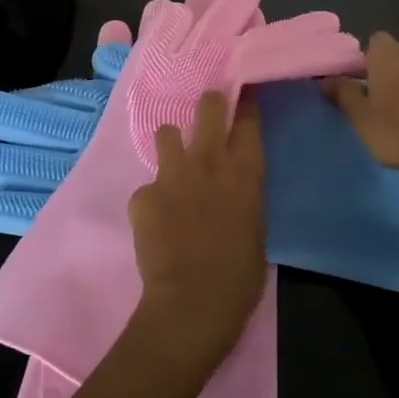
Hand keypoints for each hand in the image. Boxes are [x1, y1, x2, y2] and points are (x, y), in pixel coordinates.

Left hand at [126, 91, 266, 372]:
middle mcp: (209, 162)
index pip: (248, 120)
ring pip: (166, 132)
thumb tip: (232, 191)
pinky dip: (152, 199)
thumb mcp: (256, 228)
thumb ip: (243, 197)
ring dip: (172, 145)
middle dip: (209, 103)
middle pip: (208, 107)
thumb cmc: (239, 276)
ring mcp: (172, 174)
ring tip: (173, 167)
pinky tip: (156, 223)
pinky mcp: (143, 194)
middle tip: (208, 110)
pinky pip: (147, 186)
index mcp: (245, 173)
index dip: (246, 103)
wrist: (192, 302)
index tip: (244, 95)